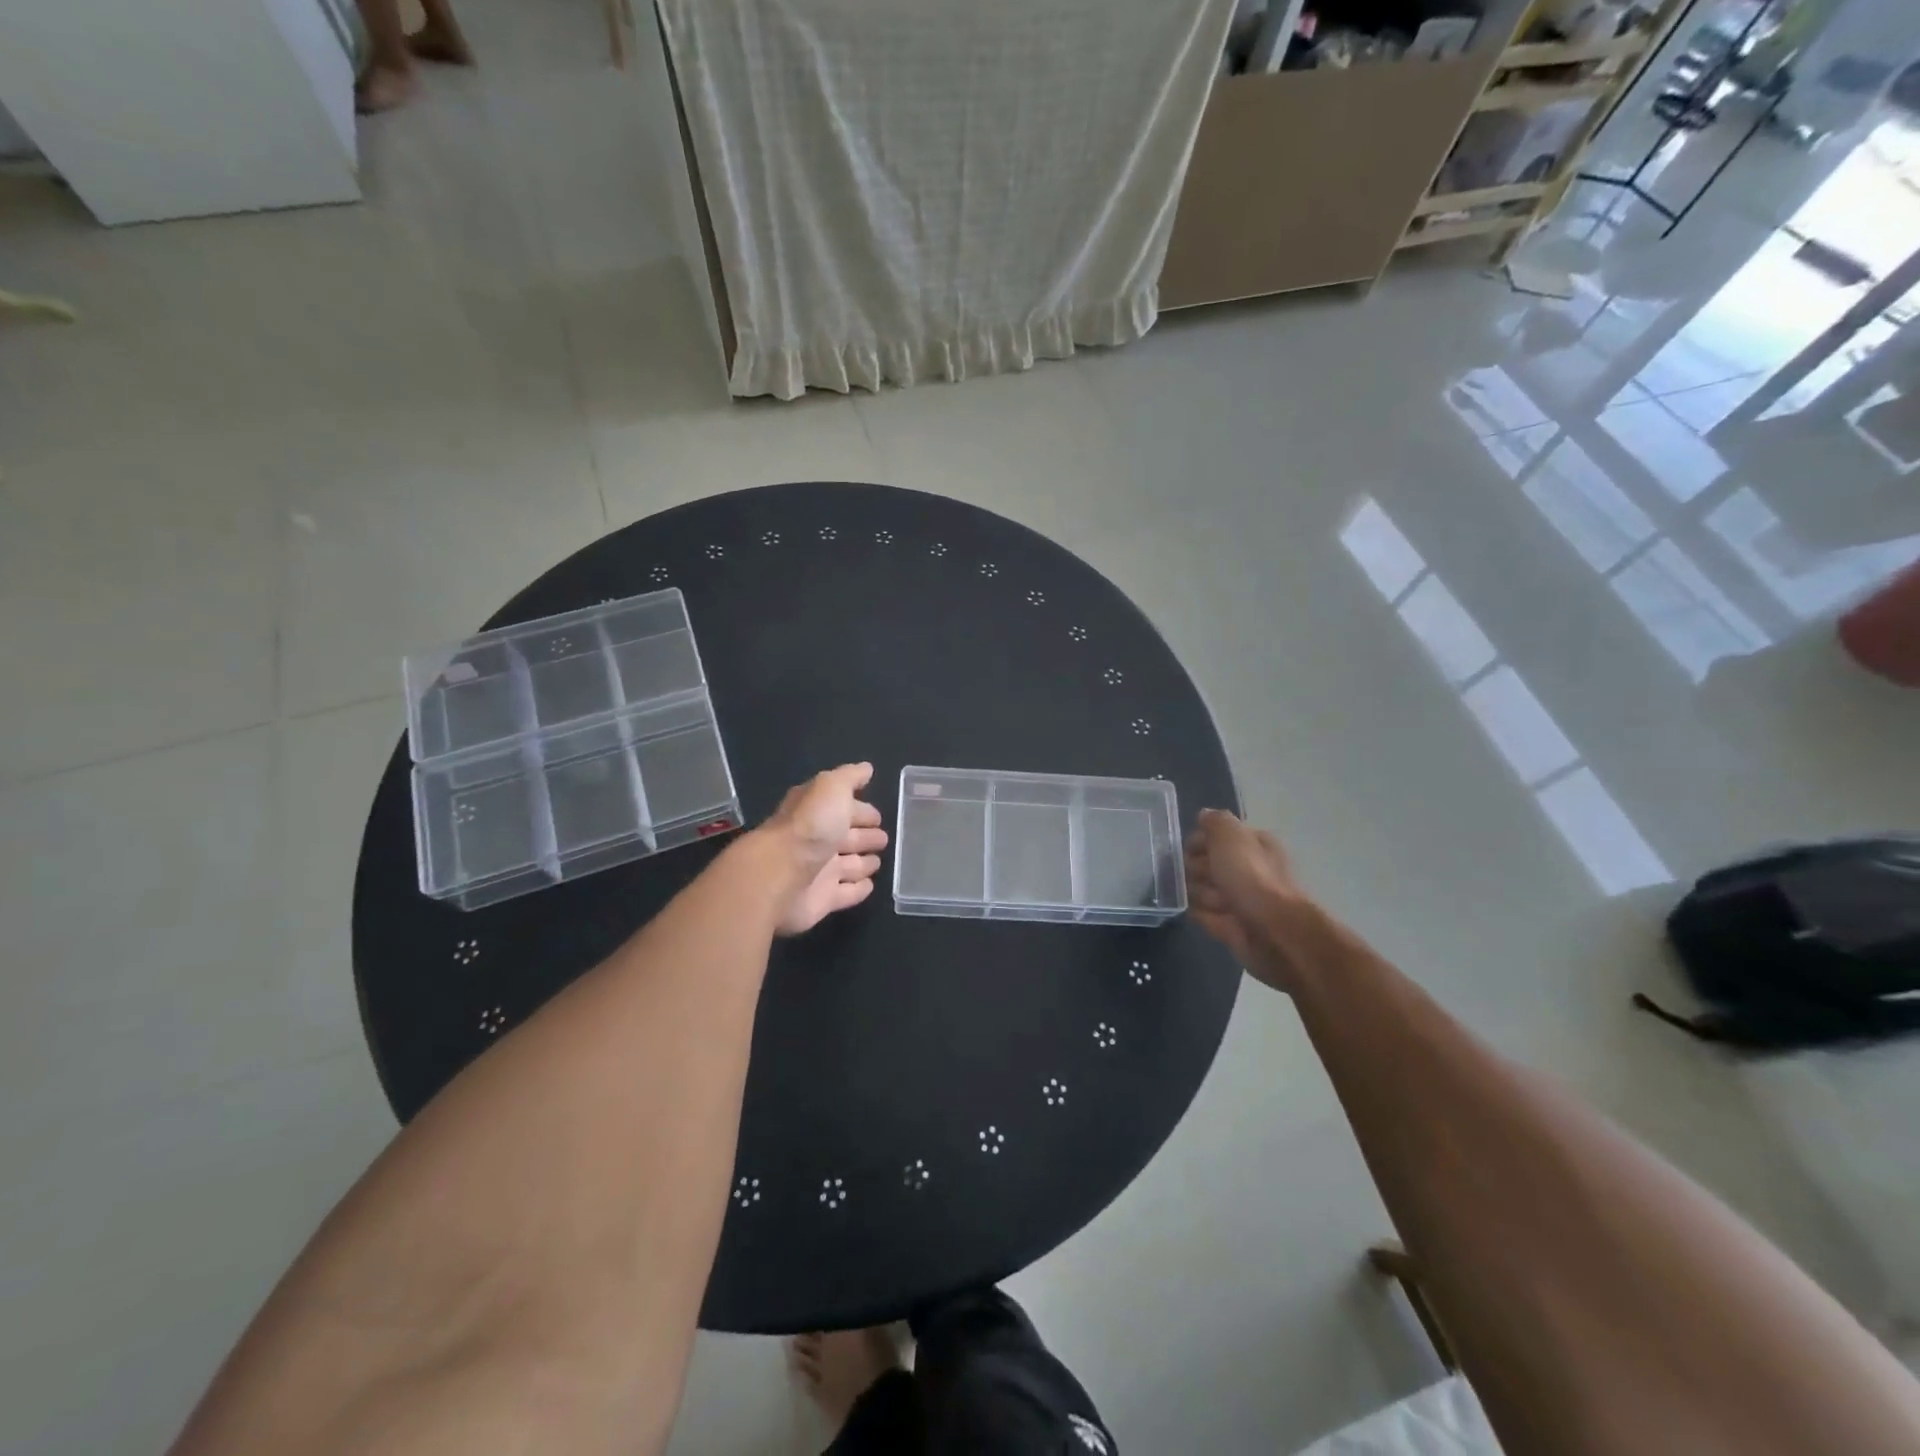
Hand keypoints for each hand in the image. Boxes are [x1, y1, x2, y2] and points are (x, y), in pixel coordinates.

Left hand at [762, 763, 888, 935]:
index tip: (879, 815)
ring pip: (848, 866)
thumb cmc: (810, 827)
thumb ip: (849, 777)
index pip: (843, 808)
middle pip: (845, 837)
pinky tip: (869, 885)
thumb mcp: (831, 788)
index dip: (861, 809)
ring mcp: (819, 872)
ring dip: (863, 863)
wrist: (779, 877)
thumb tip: (866, 768)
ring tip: (878, 862)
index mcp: (816, 811)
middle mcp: (816, 840)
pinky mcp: (823, 900)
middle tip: (884, 838)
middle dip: (865, 836)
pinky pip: (846, 893)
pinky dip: (858, 889)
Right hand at [1185, 809, 1327, 993]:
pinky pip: (1206, 915)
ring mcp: (1241, 900)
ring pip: (1204, 889)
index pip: (1218, 836)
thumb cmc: (1251, 877)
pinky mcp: (1233, 926)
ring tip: (1206, 898)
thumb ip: (1215, 822)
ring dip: (1199, 892)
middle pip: (1208, 863)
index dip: (1200, 840)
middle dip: (1196, 868)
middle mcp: (1249, 870)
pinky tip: (1199, 912)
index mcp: (1254, 845)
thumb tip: (1204, 816)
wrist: (1273, 932)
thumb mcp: (1230, 836)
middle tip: (1197, 875)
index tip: (1188, 849)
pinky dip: (1201, 913)